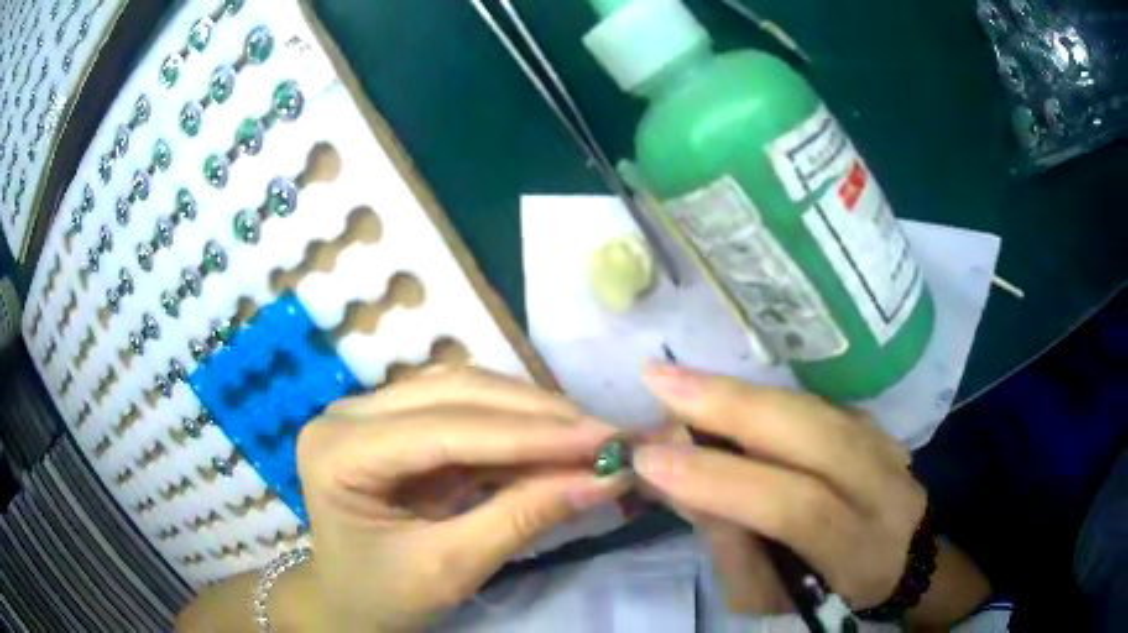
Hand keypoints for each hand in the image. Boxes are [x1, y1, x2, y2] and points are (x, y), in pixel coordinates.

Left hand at [296, 368, 627, 630]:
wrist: (348, 600)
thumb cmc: (385, 596)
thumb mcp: (452, 568)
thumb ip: (525, 518)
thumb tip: (607, 478)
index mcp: (339, 452)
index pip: (446, 430)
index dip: (531, 435)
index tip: (605, 440)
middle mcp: (348, 414)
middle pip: (455, 393)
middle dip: (538, 416)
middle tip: (607, 436)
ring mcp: (368, 410)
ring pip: (463, 389)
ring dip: (530, 413)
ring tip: (588, 436)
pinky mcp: (394, 420)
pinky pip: (462, 408)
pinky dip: (512, 426)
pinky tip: (552, 440)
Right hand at [633, 364, 924, 612]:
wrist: (902, 560)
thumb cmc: (827, 592)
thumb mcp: (771, 597)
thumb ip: (730, 546)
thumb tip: (678, 482)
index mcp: (859, 547)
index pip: (797, 506)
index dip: (725, 481)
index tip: (651, 460)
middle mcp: (883, 486)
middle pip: (815, 435)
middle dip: (731, 407)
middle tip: (660, 382)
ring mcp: (884, 445)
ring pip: (813, 408)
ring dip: (740, 391)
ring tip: (676, 378)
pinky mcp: (873, 424)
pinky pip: (812, 403)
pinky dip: (762, 394)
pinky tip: (720, 389)